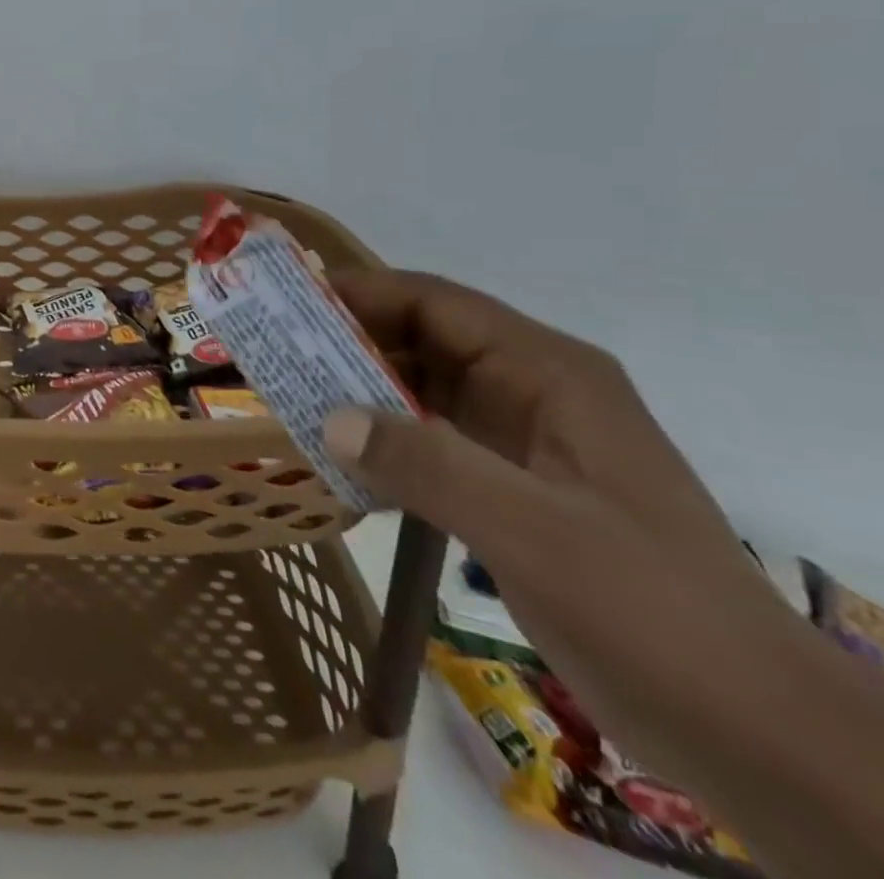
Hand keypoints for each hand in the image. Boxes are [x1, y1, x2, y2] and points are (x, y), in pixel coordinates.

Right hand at [321, 271, 792, 784]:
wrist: (755, 733)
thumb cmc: (653, 611)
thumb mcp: (534, 531)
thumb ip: (428, 465)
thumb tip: (326, 417)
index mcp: (549, 374)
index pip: (436, 304)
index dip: (360, 293)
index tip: (285, 304)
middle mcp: (532, 390)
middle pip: (421, 339)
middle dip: (346, 340)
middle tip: (270, 352)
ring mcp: (522, 439)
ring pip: (420, 389)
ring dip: (356, 389)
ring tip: (285, 397)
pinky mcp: (509, 485)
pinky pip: (427, 438)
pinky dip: (379, 438)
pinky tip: (334, 457)